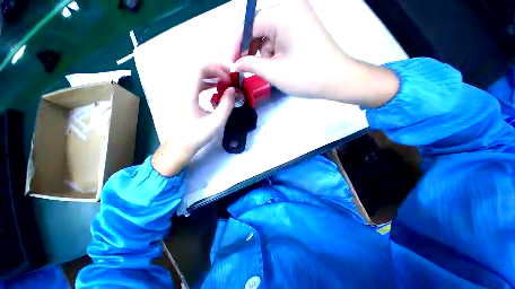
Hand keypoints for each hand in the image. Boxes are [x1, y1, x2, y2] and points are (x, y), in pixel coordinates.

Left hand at [152, 64, 235, 176]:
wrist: (181, 144)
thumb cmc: (198, 135)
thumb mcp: (216, 122)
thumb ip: (227, 105)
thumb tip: (233, 90)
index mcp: (189, 93)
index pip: (199, 68)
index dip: (216, 69)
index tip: (228, 79)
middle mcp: (183, 89)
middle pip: (198, 68)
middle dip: (216, 69)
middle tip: (230, 76)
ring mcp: (182, 92)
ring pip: (197, 75)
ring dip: (212, 75)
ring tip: (225, 81)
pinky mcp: (185, 97)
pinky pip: (196, 83)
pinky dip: (207, 82)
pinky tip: (216, 88)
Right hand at [233, 0, 398, 106]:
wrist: (337, 80)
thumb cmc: (305, 77)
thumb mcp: (274, 72)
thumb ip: (250, 64)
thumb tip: (236, 63)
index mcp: (283, 13)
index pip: (249, 23)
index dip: (237, 44)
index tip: (232, 62)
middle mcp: (290, 7)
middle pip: (259, 26)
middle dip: (251, 48)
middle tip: (248, 68)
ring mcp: (298, 16)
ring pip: (268, 32)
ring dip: (263, 52)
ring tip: (269, 69)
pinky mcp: (302, 26)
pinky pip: (279, 35)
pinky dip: (274, 50)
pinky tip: (277, 64)